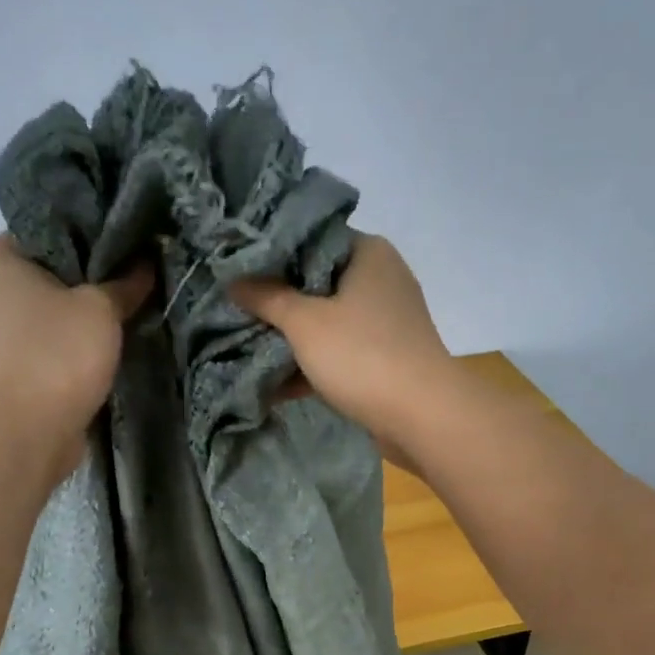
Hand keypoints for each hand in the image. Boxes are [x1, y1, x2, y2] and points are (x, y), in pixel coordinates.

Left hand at [0, 235, 152, 472]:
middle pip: (56, 269)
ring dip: (91, 310)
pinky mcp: (21, 365)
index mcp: (1, 256)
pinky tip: (115, 339)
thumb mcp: (102, 308)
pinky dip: (81, 340)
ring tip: (135, 302)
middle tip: (140, 270)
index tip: (129, 239)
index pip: (52, 226)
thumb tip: (146, 263)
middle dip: (95, 273)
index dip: (92, 231)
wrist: (30, 431)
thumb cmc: (58, 354)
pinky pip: (58, 340)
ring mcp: (5, 331)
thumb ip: (125, 282)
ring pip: (59, 308)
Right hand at [229, 236, 454, 455]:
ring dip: (292, 339)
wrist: (421, 416)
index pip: (312, 238)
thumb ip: (267, 298)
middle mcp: (381, 280)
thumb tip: (233, 280)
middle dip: (278, 302)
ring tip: (246, 346)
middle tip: (237, 309)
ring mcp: (385, 323)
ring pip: (327, 322)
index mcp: (368, 253)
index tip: (238, 269)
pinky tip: (274, 385)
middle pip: (317, 283)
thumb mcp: (305, 323)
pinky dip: (312, 367)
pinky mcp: (384, 359)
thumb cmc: (362, 355)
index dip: (274, 254)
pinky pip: (339, 355)